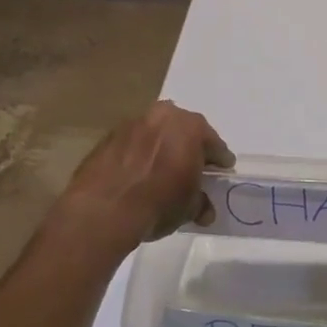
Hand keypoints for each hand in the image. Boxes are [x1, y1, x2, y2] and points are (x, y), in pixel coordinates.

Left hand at [61, 101, 233, 247]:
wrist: (103, 209)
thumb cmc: (158, 203)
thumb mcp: (188, 208)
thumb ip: (199, 203)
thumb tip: (204, 210)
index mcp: (191, 127)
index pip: (213, 143)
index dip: (219, 158)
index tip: (223, 168)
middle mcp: (164, 116)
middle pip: (184, 130)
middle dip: (190, 146)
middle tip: (194, 165)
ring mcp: (133, 123)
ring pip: (156, 132)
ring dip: (162, 146)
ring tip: (163, 168)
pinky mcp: (109, 136)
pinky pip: (133, 143)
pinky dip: (139, 153)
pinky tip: (138, 172)